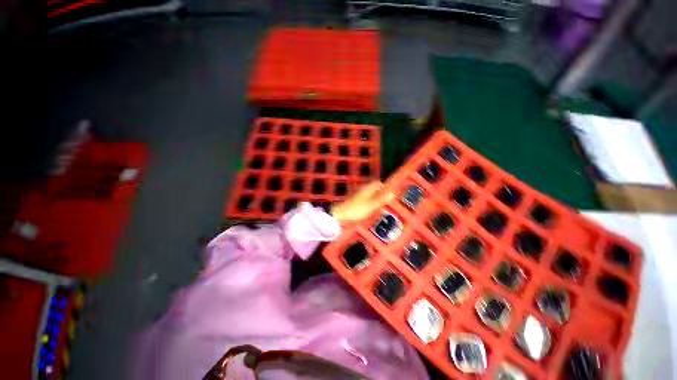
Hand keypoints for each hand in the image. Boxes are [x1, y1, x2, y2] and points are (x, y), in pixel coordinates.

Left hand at [330, 181, 393, 222]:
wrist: (341, 214)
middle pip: (374, 188)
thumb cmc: (356, 209)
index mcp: (367, 189)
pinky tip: (372, 209)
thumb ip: (381, 199)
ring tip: (381, 206)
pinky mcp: (356, 201)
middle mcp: (363, 190)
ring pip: (370, 194)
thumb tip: (392, 193)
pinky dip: (370, 202)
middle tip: (387, 201)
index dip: (384, 187)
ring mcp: (359, 195)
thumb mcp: (371, 205)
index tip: (390, 194)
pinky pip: (366, 199)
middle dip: (381, 193)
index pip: (378, 183)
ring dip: (376, 198)